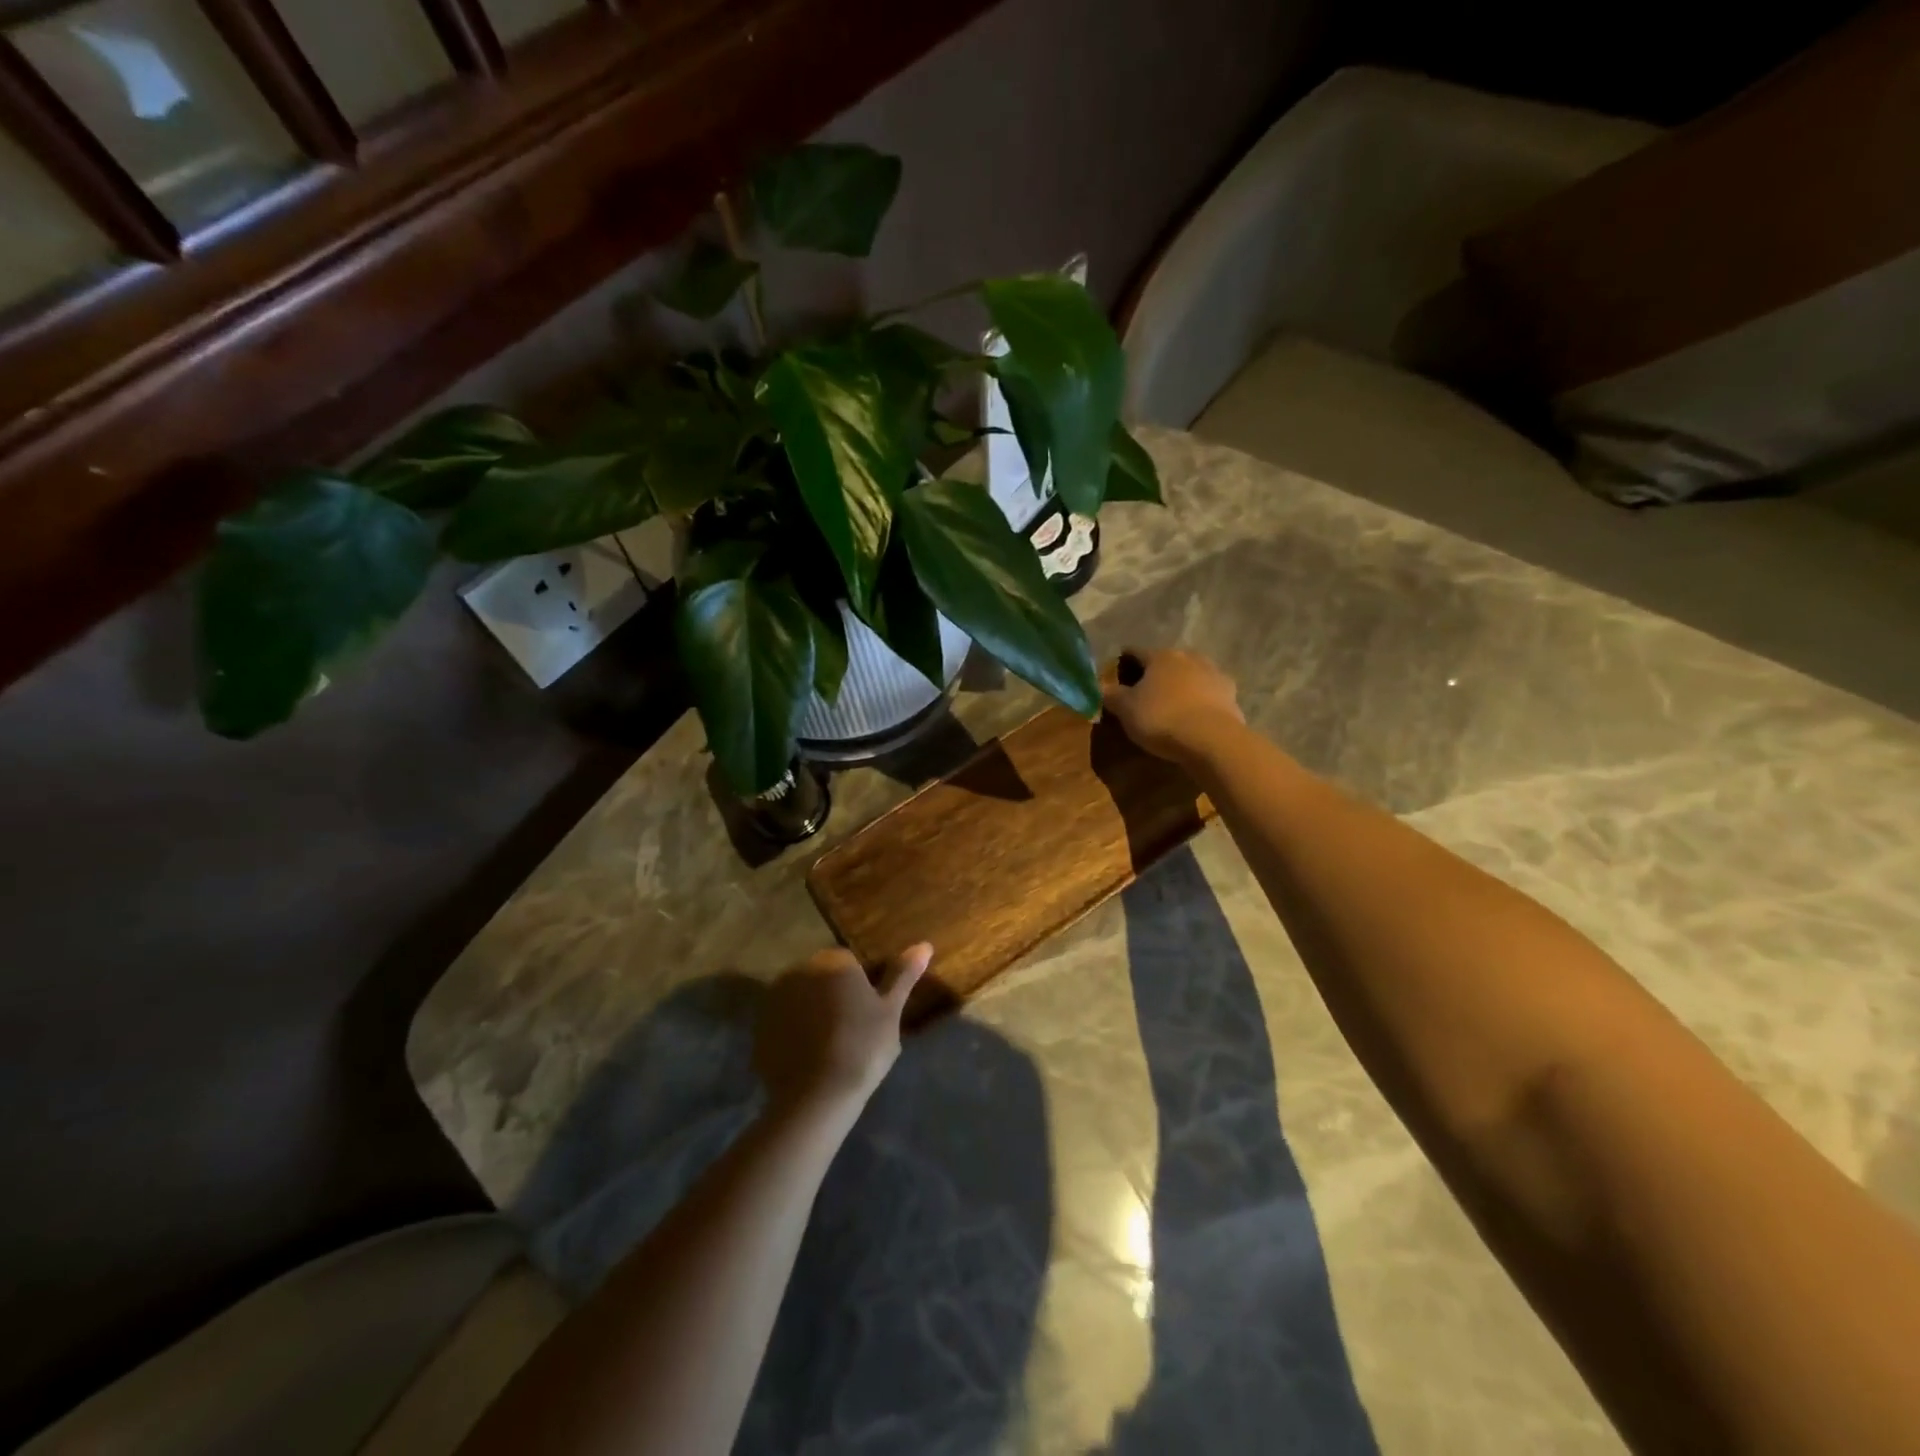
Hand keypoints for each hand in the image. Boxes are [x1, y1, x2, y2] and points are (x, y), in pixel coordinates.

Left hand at [754, 944, 931, 1119]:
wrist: (816, 1095)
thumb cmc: (863, 1046)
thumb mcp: (890, 1010)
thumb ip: (903, 974)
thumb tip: (924, 945)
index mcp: (833, 960)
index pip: (849, 963)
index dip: (860, 989)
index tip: (868, 1015)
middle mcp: (800, 970)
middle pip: (822, 979)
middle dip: (833, 996)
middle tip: (852, 1031)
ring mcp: (775, 999)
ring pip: (801, 1000)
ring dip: (812, 1014)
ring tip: (830, 1047)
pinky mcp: (760, 1028)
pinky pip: (783, 1024)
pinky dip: (793, 1035)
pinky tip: (809, 1059)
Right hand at [1103, 647, 1245, 765]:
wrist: (1212, 739)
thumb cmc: (1161, 718)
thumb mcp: (1125, 709)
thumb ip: (1111, 695)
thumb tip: (1100, 686)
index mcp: (1160, 656)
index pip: (1135, 652)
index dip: (1124, 663)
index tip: (1117, 676)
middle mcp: (1188, 657)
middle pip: (1166, 661)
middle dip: (1155, 674)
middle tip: (1144, 693)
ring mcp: (1213, 673)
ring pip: (1190, 674)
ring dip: (1180, 685)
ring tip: (1171, 704)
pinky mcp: (1231, 694)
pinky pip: (1208, 693)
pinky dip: (1200, 700)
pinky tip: (1194, 715)